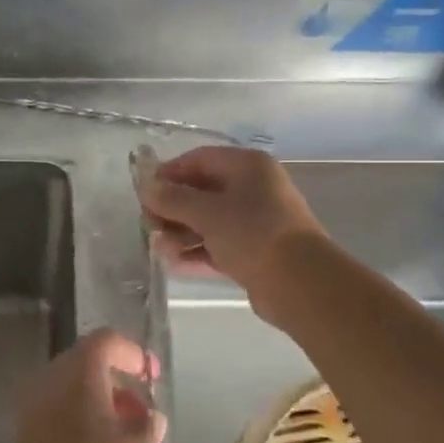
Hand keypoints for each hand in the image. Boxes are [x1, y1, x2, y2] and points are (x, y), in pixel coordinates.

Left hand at [0, 330, 166, 442]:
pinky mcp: (26, 438)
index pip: (106, 341)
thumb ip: (148, 426)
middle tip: (142, 412)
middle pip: (86, 365)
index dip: (133, 353)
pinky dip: (83, 423)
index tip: (153, 377)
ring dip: (100, 405)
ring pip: (72, 392)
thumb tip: (149, 417)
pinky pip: (59, 415)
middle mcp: (51, 380)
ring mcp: (33, 409)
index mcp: (78, 371)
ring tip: (127, 438)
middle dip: (117, 383)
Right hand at [137, 146, 327, 309]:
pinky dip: (197, 251)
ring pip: (209, 221)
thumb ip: (172, 198)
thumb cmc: (252, 233)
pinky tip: (173, 263)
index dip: (169, 172)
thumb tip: (146, 186)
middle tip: (148, 223)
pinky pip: (218, 245)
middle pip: (202, 191)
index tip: (144, 191)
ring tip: (158, 247)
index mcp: (247, 167)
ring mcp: (255, 222)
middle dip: (172, 207)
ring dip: (181, 232)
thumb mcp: (207, 212)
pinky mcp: (254, 252)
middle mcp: (253, 189)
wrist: (299, 283)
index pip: (199, 159)